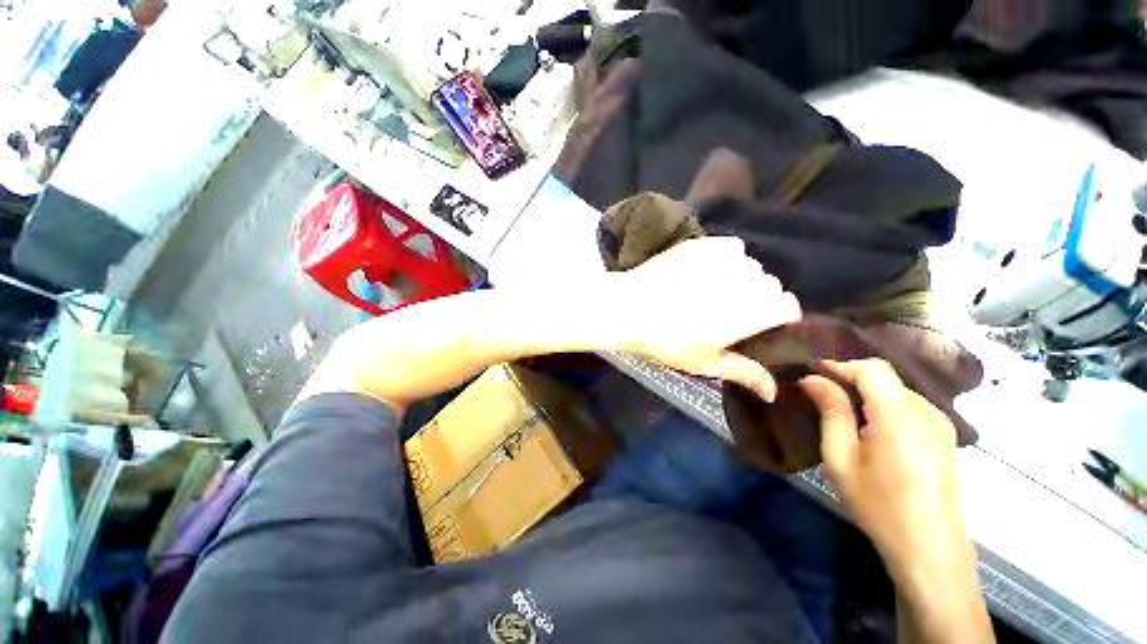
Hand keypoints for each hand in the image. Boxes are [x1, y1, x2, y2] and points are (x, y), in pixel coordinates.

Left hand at [607, 237, 801, 400]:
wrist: (629, 308)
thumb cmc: (667, 341)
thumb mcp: (704, 363)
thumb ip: (744, 373)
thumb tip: (774, 393)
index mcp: (754, 311)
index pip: (788, 306)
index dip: (778, 316)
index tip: (761, 325)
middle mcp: (748, 280)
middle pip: (770, 286)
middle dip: (757, 298)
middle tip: (727, 312)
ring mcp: (725, 258)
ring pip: (751, 266)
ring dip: (740, 278)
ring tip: (711, 292)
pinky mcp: (705, 244)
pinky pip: (731, 249)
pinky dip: (726, 259)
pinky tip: (704, 272)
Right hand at [799, 359, 969, 570]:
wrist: (928, 547)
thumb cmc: (878, 503)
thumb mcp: (841, 458)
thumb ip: (831, 412)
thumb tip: (812, 378)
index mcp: (899, 416)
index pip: (871, 369)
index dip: (840, 364)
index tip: (812, 371)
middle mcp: (926, 411)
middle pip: (885, 377)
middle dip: (850, 378)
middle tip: (821, 392)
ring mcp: (940, 423)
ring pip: (897, 389)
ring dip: (867, 392)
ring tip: (842, 409)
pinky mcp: (944, 435)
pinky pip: (909, 405)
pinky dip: (884, 405)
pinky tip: (870, 426)